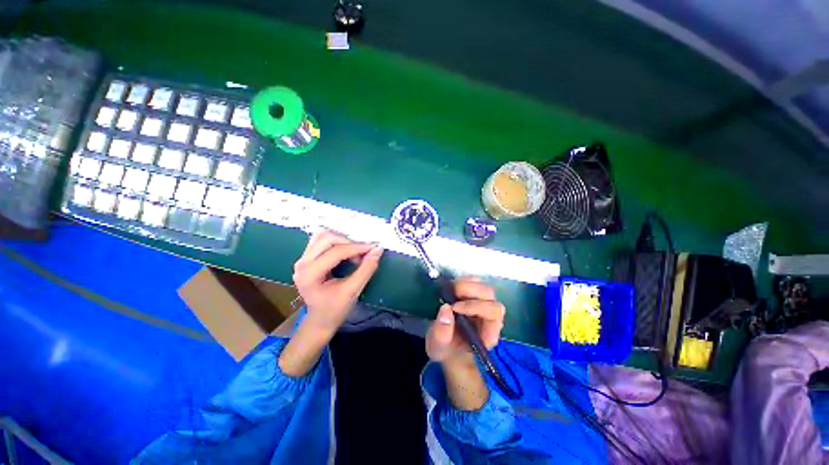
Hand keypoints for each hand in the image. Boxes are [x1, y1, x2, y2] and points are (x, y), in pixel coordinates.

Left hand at [292, 230, 383, 334]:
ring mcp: (302, 259)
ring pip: (322, 235)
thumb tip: (378, 250)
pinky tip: (345, 250)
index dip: (357, 248)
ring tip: (353, 252)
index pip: (335, 252)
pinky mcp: (306, 257)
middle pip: (327, 238)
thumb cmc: (335, 309)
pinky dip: (336, 241)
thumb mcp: (353, 291)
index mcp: (310, 274)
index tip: (374, 248)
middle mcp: (302, 263)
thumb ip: (366, 269)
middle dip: (349, 242)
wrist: (320, 320)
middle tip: (362, 253)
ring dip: (342, 239)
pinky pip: (321, 240)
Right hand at [425, 277, 505, 364]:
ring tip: (450, 289)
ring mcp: (483, 303)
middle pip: (489, 295)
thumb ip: (441, 333)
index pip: (493, 312)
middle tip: (451, 292)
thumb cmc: (446, 349)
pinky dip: (463, 280)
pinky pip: (474, 282)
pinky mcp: (474, 295)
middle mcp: (490, 316)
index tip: (454, 307)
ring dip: (466, 284)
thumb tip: (446, 308)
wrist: (445, 345)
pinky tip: (451, 286)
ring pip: (482, 286)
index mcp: (488, 333)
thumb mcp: (438, 347)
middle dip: (471, 290)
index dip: (475, 306)